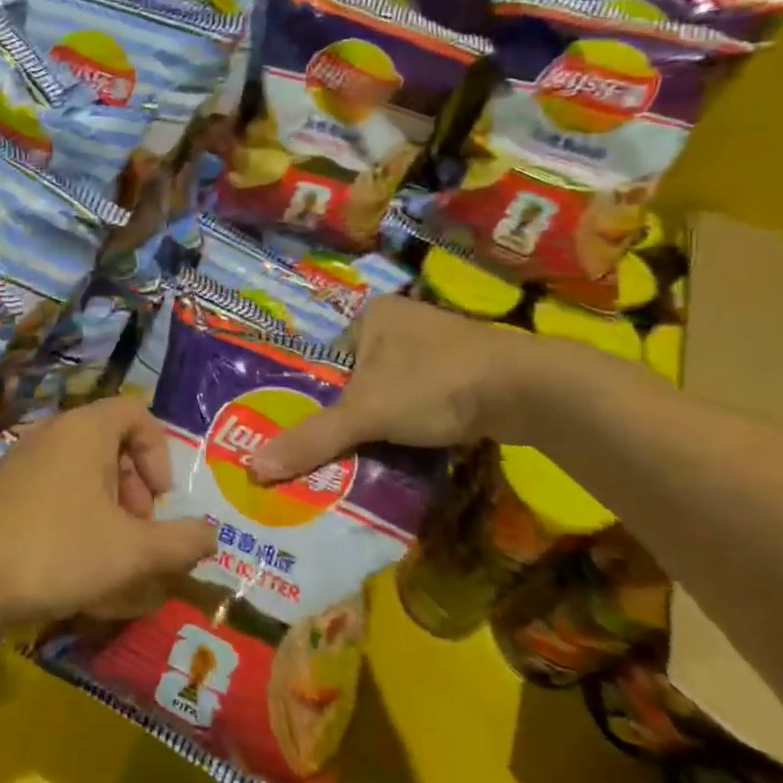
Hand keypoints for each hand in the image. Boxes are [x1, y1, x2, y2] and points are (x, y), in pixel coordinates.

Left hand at [0, 398, 218, 634]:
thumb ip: (181, 542)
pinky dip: (77, 518)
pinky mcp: (4, 491)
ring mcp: (23, 460)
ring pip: (83, 471)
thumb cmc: (56, 550)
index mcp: (85, 429)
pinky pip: (55, 491)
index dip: (160, 453)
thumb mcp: (131, 551)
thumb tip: (213, 534)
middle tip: (138, 533)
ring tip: (111, 556)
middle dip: (136, 488)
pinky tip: (75, 566)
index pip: (137, 412)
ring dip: (108, 508)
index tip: (161, 500)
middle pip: (111, 443)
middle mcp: (53, 432)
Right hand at [249, 296, 535, 485]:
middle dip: (353, 412)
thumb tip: (252, 469)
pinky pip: (428, 397)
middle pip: (361, 376)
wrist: (530, 390)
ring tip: (374, 454)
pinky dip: (419, 421)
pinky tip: (417, 446)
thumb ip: (312, 439)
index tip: (313, 433)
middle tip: (339, 450)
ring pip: (396, 388)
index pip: (329, 359)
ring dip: (388, 420)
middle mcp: (404, 320)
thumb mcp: (365, 414)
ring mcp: (441, 343)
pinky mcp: (471, 369)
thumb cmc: (433, 385)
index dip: (318, 396)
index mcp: (372, 314)